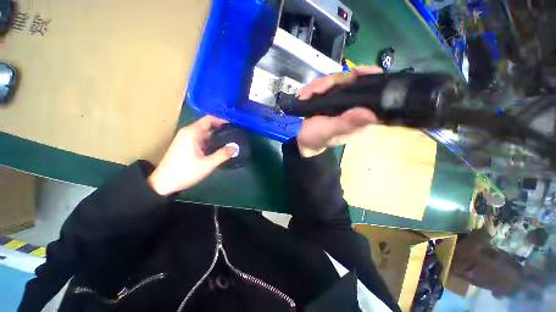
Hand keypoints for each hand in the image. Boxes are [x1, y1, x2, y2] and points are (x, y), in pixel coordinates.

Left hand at [148, 115, 235, 195]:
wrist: (163, 183)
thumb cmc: (185, 172)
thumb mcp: (207, 164)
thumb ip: (223, 155)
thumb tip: (235, 148)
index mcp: (192, 133)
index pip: (209, 119)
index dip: (222, 120)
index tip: (234, 125)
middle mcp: (188, 132)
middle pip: (207, 125)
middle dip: (221, 128)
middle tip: (235, 134)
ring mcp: (186, 139)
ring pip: (204, 132)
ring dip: (216, 135)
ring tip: (230, 140)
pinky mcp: (185, 145)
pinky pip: (201, 138)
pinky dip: (210, 140)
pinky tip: (219, 147)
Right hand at [296, 66, 382, 156]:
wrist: (299, 138)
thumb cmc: (315, 137)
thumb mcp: (328, 132)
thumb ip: (346, 123)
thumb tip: (371, 115)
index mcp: (357, 115)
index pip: (372, 91)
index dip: (368, 77)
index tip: (356, 72)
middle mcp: (350, 105)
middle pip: (349, 80)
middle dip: (330, 83)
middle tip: (316, 91)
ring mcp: (337, 100)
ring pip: (334, 80)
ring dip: (317, 86)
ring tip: (306, 96)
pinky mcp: (326, 98)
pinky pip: (322, 84)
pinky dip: (311, 88)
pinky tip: (304, 96)